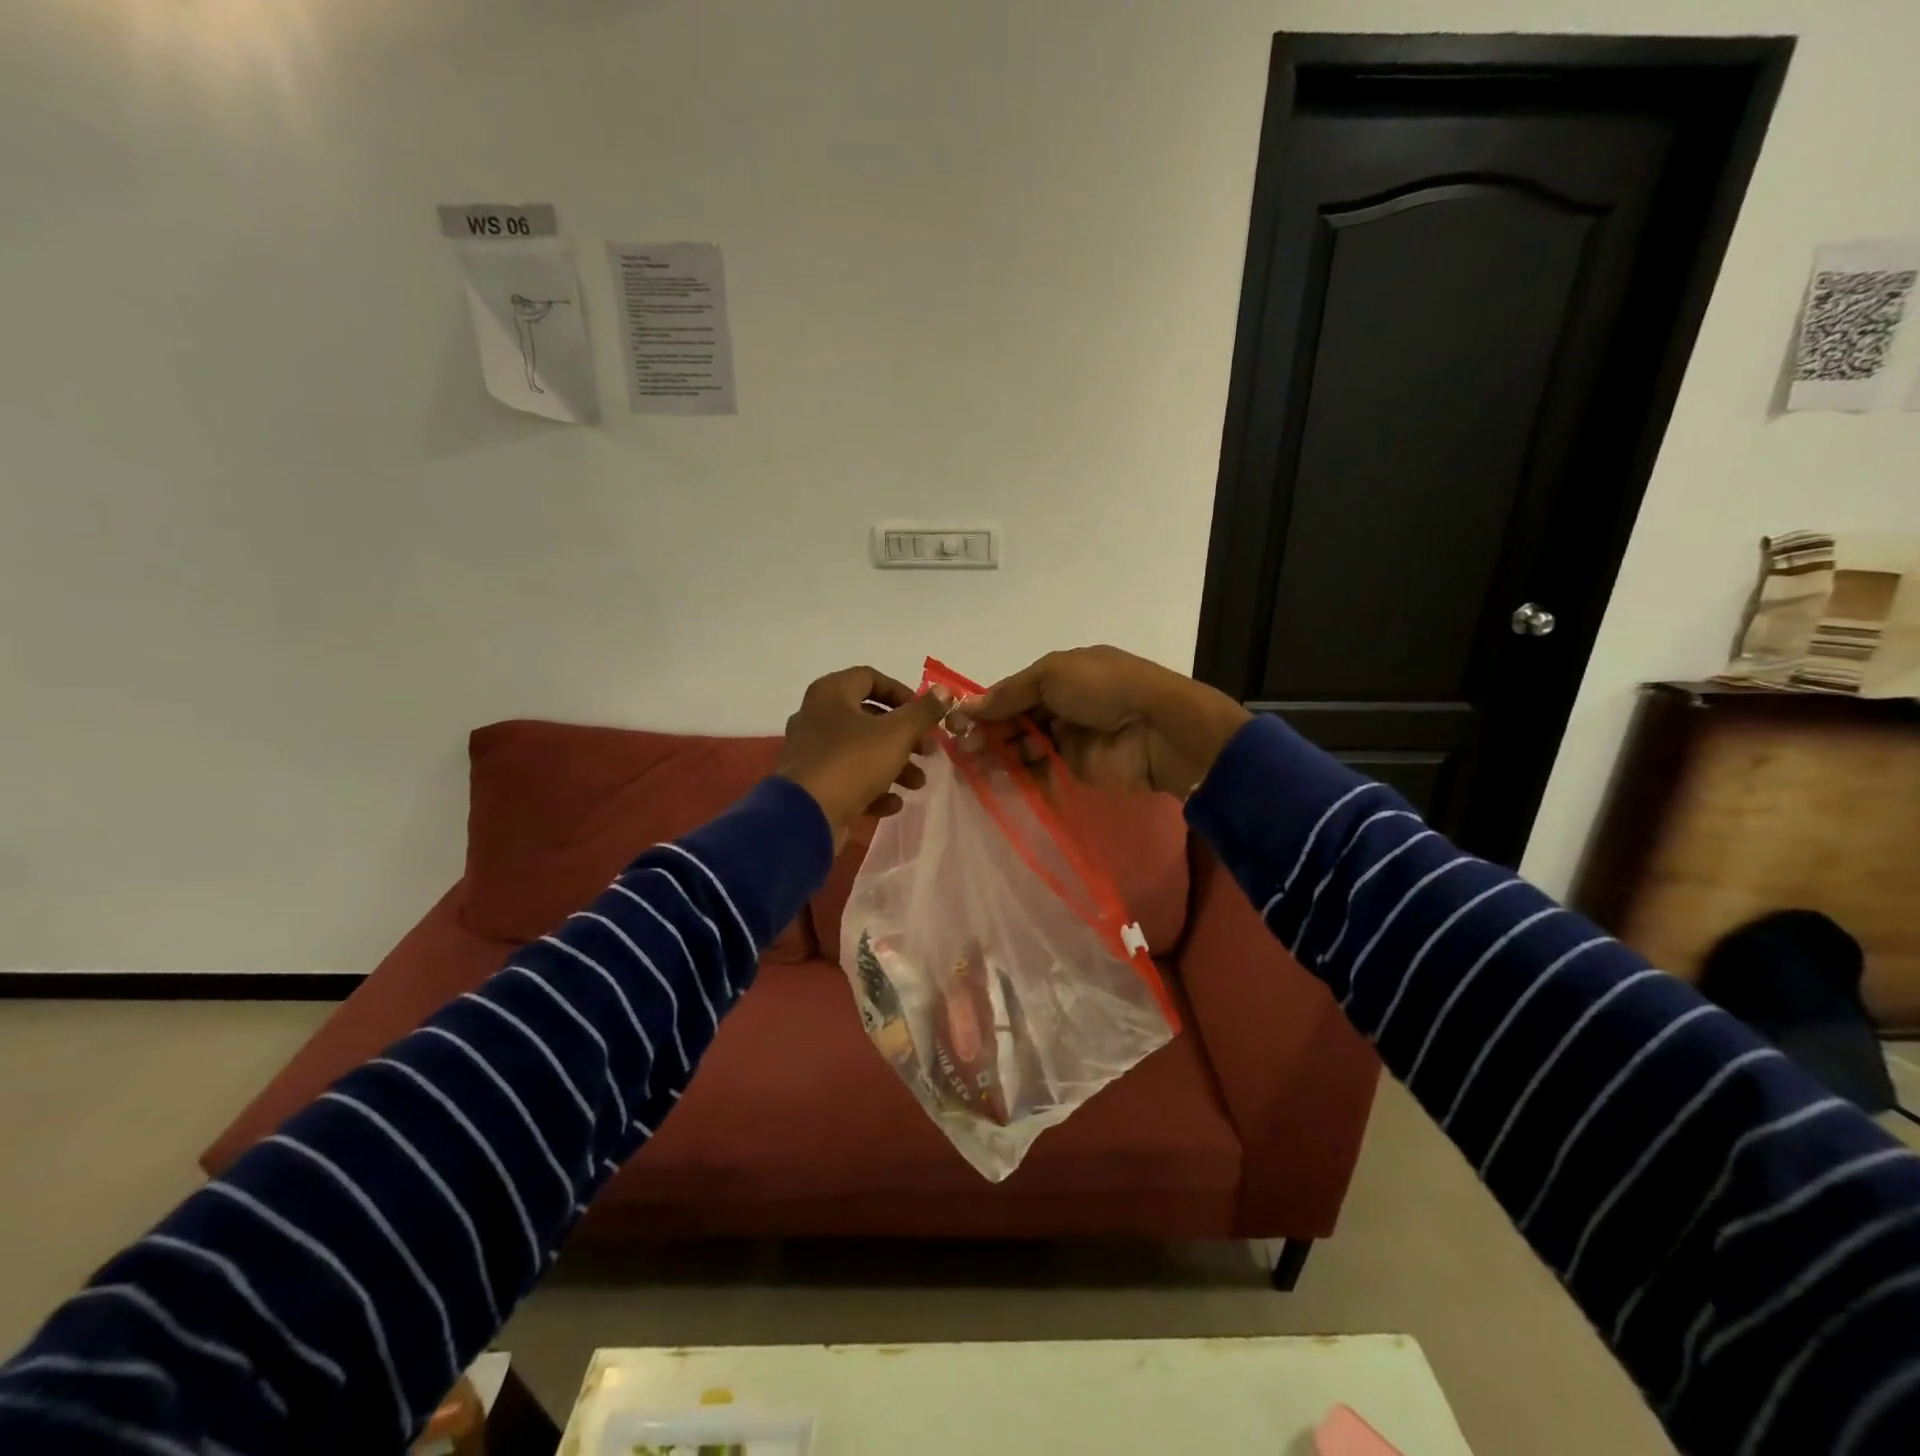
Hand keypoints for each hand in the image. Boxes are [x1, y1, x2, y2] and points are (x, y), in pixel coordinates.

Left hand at [777, 666, 954, 849]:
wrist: (805, 816)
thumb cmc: (852, 762)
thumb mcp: (897, 734)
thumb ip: (924, 712)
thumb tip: (946, 691)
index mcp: (831, 694)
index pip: (871, 678)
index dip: (902, 693)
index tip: (925, 714)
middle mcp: (817, 717)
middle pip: (869, 718)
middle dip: (905, 737)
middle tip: (929, 751)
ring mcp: (812, 752)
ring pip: (862, 751)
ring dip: (895, 766)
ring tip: (918, 783)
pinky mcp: (813, 784)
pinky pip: (848, 778)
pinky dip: (873, 789)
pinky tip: (892, 804)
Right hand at [967, 645, 1250, 797]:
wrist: (1157, 730)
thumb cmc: (1104, 689)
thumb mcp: (1052, 675)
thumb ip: (1009, 693)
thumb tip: (966, 706)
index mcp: (1062, 674)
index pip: (1015, 689)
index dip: (987, 704)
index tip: (956, 720)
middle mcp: (1064, 704)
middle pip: (1016, 718)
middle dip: (988, 730)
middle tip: (959, 747)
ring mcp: (1069, 738)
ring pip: (1024, 745)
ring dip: (998, 752)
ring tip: (970, 764)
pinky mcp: (1075, 768)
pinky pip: (1040, 770)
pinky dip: (1017, 773)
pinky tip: (992, 778)